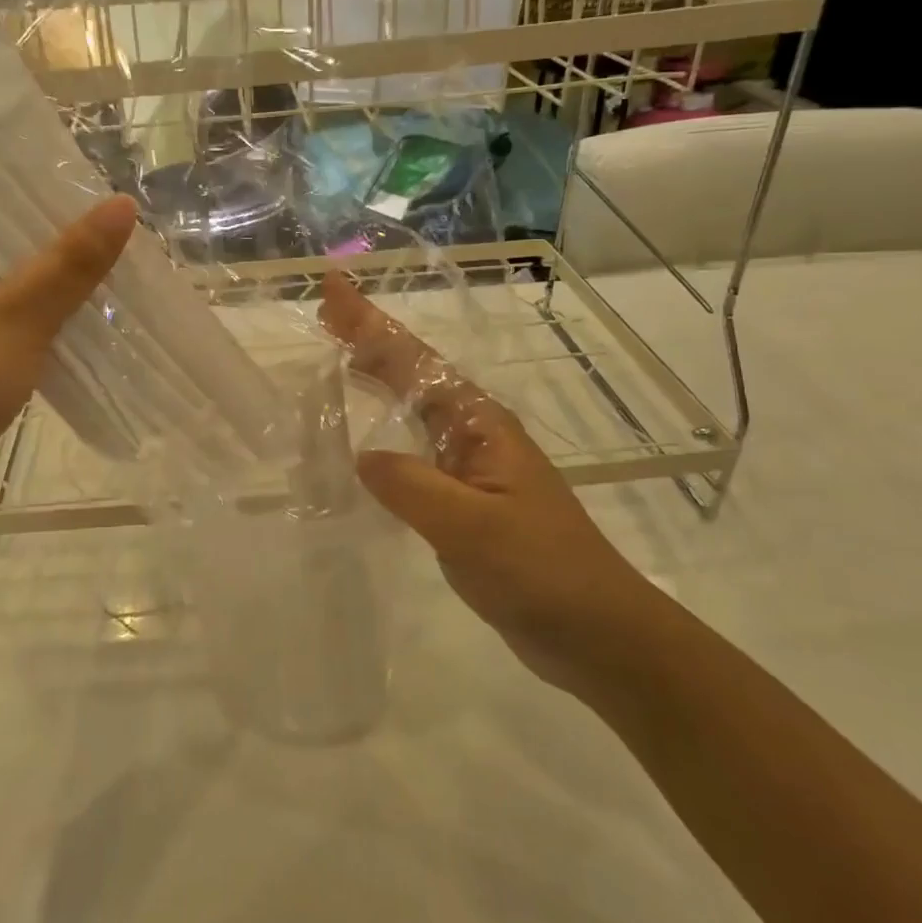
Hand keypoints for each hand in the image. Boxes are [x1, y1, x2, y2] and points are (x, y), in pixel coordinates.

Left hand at [0, 196, 137, 522]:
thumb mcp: (17, 316)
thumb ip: (70, 262)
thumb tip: (124, 203)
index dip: (5, 188)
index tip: (57, 184)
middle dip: (24, 243)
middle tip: (82, 224)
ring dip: (19, 290)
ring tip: (77, 270)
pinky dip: (8, 329)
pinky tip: (50, 328)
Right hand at [319, 273, 656, 687]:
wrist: (596, 631)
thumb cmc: (540, 570)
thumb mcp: (470, 525)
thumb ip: (411, 486)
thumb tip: (362, 457)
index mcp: (478, 424)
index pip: (414, 361)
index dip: (370, 325)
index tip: (333, 291)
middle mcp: (473, 433)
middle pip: (413, 372)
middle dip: (370, 340)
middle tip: (325, 314)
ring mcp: (470, 466)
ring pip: (414, 407)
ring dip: (378, 377)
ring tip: (339, 356)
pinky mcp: (464, 499)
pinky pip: (414, 449)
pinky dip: (387, 430)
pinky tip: (366, 442)